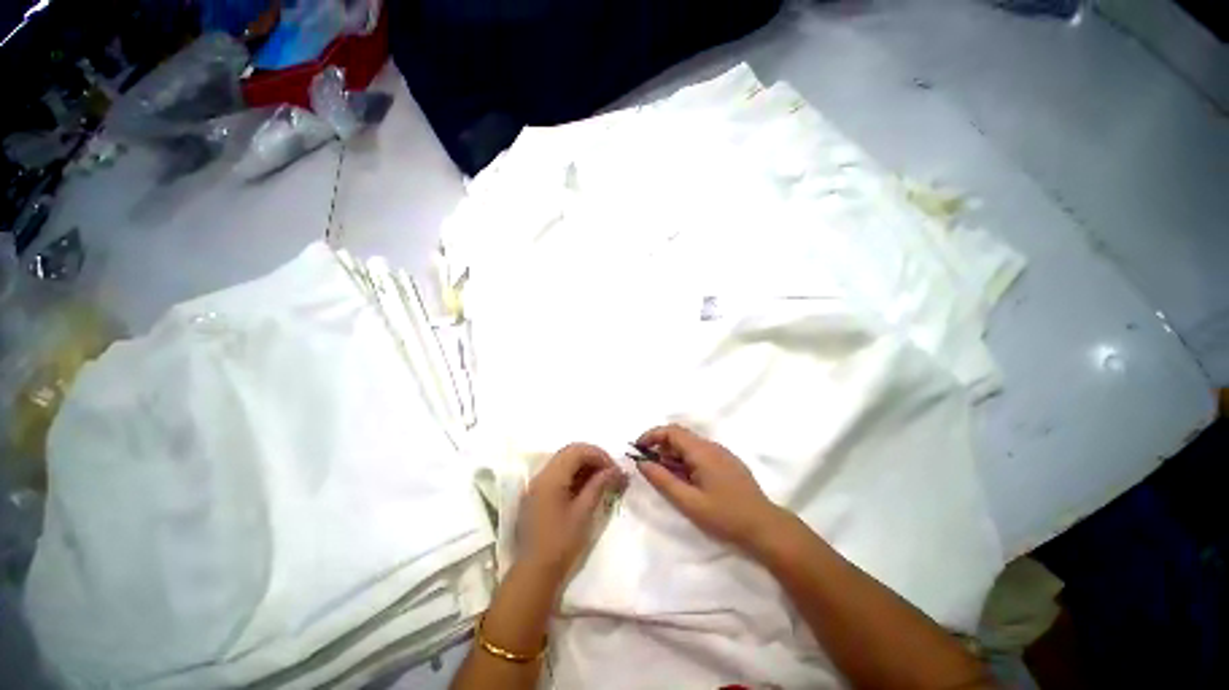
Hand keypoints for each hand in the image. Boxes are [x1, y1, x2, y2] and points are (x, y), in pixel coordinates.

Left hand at [517, 443, 626, 581]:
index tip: (615, 469)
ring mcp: (537, 485)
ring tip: (602, 480)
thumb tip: (616, 471)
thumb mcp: (583, 512)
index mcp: (551, 477)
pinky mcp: (537, 495)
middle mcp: (541, 475)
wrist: (534, 573)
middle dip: (592, 458)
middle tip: (610, 472)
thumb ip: (598, 485)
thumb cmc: (561, 543)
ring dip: (584, 466)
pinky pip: (558, 475)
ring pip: (564, 462)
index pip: (577, 451)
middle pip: (569, 452)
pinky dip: (574, 475)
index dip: (599, 455)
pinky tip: (587, 488)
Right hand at [636, 424, 787, 551]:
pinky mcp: (727, 463)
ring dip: (673, 455)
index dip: (651, 436)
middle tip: (648, 466)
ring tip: (665, 476)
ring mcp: (722, 453)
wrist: (766, 527)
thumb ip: (663, 480)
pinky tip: (685, 479)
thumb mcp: (689, 502)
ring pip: (690, 445)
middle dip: (660, 446)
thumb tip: (641, 463)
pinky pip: (700, 453)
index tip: (637, 449)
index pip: (671, 431)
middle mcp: (712, 446)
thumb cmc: (725, 516)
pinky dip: (685, 460)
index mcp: (702, 451)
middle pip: (680, 436)